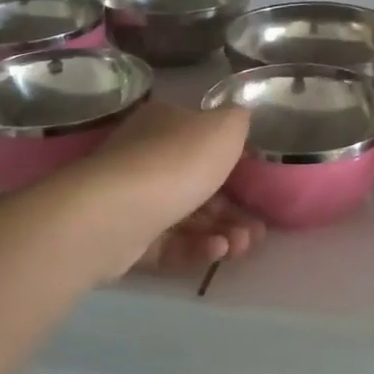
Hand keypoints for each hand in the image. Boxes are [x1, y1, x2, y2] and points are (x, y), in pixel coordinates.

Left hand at [74, 101, 263, 276]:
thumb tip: (238, 121)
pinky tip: (217, 252)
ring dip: (221, 231)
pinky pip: (168, 244)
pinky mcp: (125, 239)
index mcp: (165, 123)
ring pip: (186, 217)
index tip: (258, 185)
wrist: (116, 212)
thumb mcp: (225, 127)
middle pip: (198, 184)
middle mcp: (145, 156)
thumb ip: (238, 121)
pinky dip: (195, 248)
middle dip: (233, 209)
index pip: (203, 140)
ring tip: (243, 245)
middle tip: (258, 230)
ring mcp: (132, 199)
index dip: (234, 164)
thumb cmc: (177, 160)